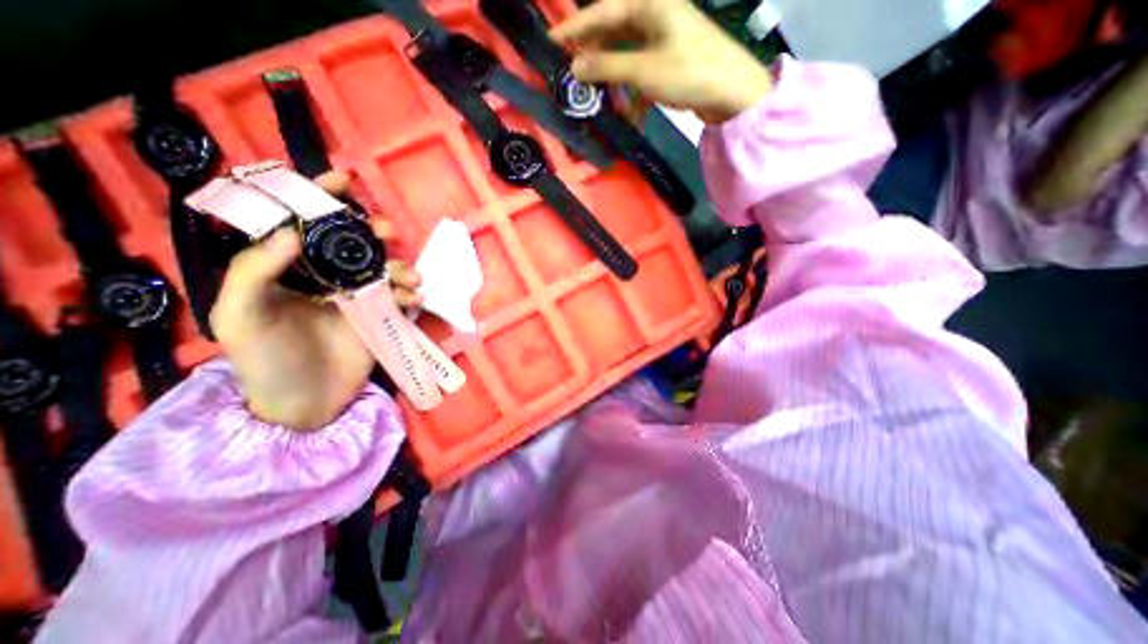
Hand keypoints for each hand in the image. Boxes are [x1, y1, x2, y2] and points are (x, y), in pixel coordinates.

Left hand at [209, 174, 421, 430]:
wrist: (304, 404)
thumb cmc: (265, 362)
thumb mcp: (240, 317)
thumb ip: (255, 272)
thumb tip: (292, 233)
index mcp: (289, 272)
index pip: (304, 225)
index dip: (321, 198)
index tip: (345, 180)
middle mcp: (325, 279)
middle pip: (353, 243)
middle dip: (372, 231)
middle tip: (387, 234)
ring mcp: (357, 299)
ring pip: (383, 269)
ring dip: (400, 266)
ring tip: (410, 279)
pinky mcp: (380, 317)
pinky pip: (399, 298)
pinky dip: (411, 295)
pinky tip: (414, 300)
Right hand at [553, 1, 775, 123]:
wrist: (731, 93)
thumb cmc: (688, 72)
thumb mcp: (643, 70)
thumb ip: (607, 67)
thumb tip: (576, 68)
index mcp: (649, 3)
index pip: (602, 12)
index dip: (575, 29)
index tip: (551, 43)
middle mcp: (654, 15)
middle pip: (613, 32)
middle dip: (593, 55)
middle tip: (571, 74)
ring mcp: (663, 39)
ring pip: (626, 55)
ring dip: (612, 79)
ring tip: (595, 98)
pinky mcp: (669, 62)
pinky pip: (641, 73)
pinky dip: (632, 93)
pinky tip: (627, 114)